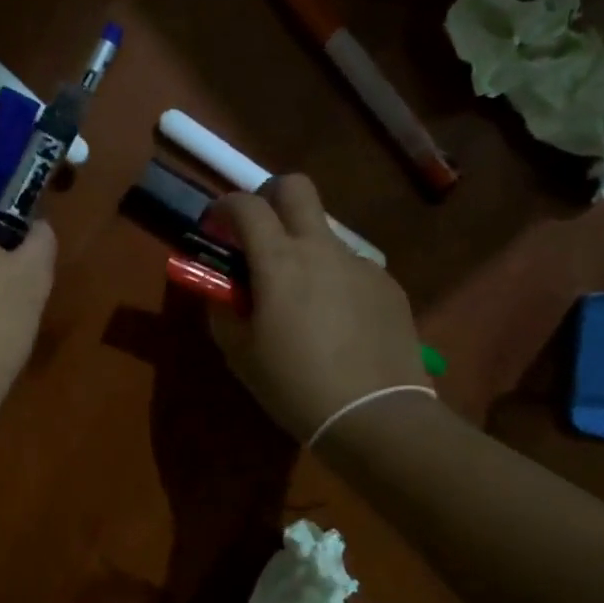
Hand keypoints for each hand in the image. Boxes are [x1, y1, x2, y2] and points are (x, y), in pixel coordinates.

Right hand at [207, 175, 427, 440]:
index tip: (216, 225)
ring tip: (301, 298)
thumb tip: (221, 292)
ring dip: (304, 248)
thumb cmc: (294, 385)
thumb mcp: (240, 354)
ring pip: (325, 233)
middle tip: (259, 231)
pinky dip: (334, 279)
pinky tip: (337, 322)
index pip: (246, 205)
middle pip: (296, 188)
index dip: (224, 207)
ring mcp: (360, 264)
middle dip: (270, 196)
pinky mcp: (388, 285)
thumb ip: (223, 311)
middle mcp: (322, 248)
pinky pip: (352, 267)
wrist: (374, 414)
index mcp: (279, 261)